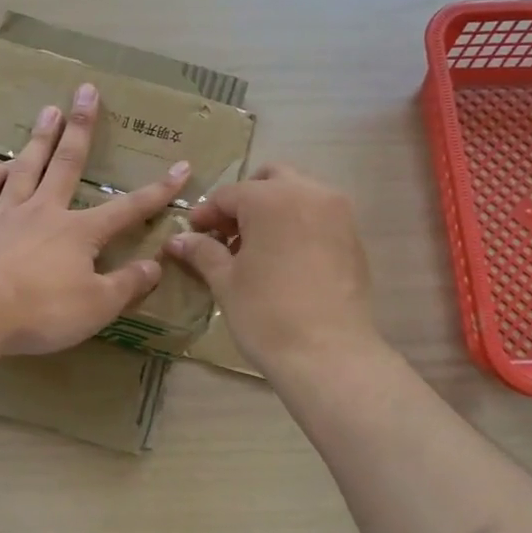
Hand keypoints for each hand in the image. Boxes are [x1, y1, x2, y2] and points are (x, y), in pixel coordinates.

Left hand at [0, 84, 187, 355]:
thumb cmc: (41, 311)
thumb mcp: (97, 306)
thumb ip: (127, 285)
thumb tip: (155, 265)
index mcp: (78, 232)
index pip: (127, 209)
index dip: (156, 191)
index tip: (180, 168)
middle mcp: (43, 212)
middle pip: (66, 164)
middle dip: (81, 128)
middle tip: (86, 91)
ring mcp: (4, 215)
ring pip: (25, 168)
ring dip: (39, 139)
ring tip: (49, 109)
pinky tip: (0, 166)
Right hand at [166, 164, 382, 371]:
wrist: (328, 353)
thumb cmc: (266, 313)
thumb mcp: (226, 281)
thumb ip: (202, 252)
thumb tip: (177, 240)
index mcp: (270, 198)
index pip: (228, 195)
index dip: (206, 215)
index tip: (192, 236)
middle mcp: (308, 193)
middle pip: (270, 179)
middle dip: (245, 200)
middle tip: (227, 235)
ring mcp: (337, 213)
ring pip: (298, 193)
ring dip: (273, 210)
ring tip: (255, 249)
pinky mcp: (354, 236)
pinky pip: (318, 216)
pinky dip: (297, 225)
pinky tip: (283, 260)